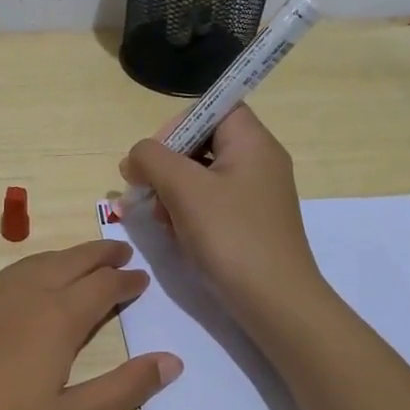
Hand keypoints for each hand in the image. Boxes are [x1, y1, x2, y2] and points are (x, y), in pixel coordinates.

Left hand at [0, 240, 181, 409]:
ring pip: (30, 264)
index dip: (125, 281)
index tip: (141, 278)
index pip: (101, 286)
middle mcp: (20, 295)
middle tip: (119, 251)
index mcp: (55, 318)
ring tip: (77, 262)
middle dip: (97, 254)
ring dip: (61, 258)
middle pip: (67, 263)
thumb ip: (123, 389)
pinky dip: (26, 271)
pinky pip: (0, 278)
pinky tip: (22, 288)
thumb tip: (171, 360)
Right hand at [119, 105, 322, 320]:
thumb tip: (136, 157)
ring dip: (172, 192)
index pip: (213, 108)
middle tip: (147, 191)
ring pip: (201, 176)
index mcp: (252, 142)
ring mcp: (255, 195)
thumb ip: (152, 158)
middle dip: (168, 165)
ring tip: (162, 219)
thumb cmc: (230, 236)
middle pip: (202, 143)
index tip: (155, 156)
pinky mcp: (248, 223)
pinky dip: (188, 213)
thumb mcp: (184, 189)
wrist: (274, 302)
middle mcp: (258, 162)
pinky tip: (176, 235)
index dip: (179, 124)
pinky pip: (210, 203)